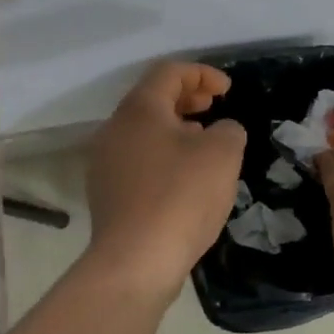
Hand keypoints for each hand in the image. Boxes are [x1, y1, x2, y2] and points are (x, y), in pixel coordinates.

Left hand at [84, 62, 246, 304]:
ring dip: (175, 128)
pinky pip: (137, 160)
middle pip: (151, 99)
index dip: (202, 73)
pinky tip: (184, 178)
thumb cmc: (181, 196)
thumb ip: (228, 130)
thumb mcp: (223, 153)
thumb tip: (220, 131)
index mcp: (139, 109)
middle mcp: (114, 129)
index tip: (228, 90)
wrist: (136, 261)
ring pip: (143, 131)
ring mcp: (104, 163)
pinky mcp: (106, 194)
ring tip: (202, 141)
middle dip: (187, 98)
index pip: (169, 72)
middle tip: (214, 106)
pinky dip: (163, 156)